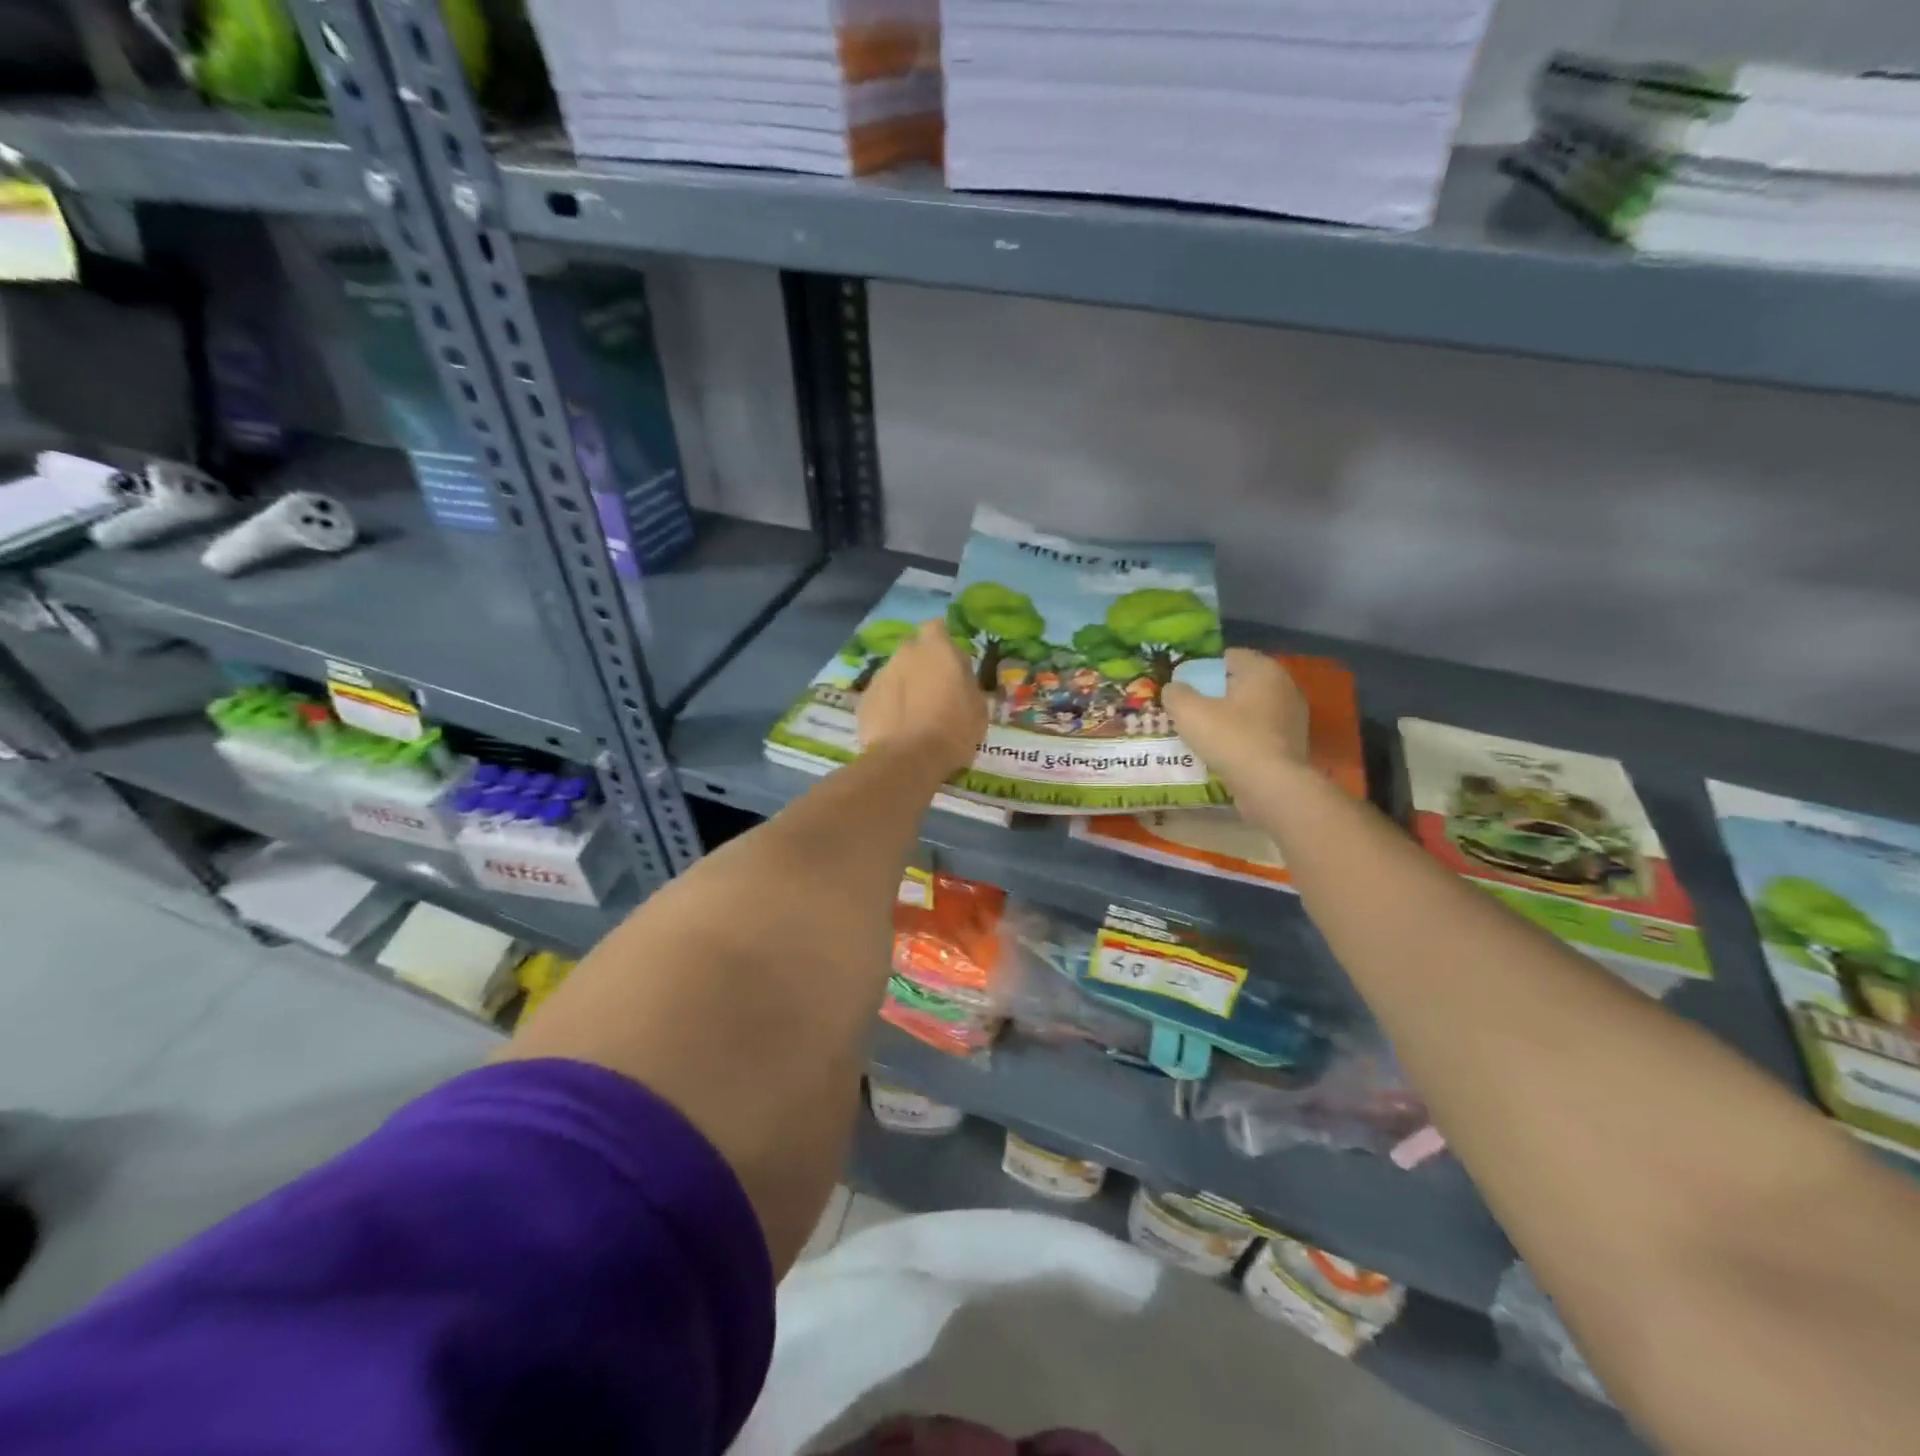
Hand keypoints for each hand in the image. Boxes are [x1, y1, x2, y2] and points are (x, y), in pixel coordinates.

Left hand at [858, 620, 987, 776]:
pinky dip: (889, 707)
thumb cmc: (953, 729)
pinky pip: (881, 697)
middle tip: (935, 692)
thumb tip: (957, 676)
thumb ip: (966, 682)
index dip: (944, 643)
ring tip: (915, 716)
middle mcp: (905, 654)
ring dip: (905, 686)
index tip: (952, 663)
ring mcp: (880, 676)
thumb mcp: (978, 706)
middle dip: (923, 665)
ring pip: (896, 674)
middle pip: (914, 651)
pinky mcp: (864, 700)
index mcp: (936, 648)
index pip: (938, 628)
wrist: (908, 759)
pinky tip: (898, 729)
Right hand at [1163, 648, 1310, 783]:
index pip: (1229, 656)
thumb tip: (1174, 688)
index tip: (1186, 686)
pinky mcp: (1294, 744)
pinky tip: (1226, 751)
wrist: (1271, 786)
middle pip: (1242, 683)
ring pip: (1252, 708)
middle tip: (1192, 709)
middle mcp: (1284, 686)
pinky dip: (1244, 737)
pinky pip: (1261, 732)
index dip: (1204, 668)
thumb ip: (1176, 694)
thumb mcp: (1189, 712)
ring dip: (1231, 716)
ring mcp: (1293, 716)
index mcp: (1262, 670)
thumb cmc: (1231, 739)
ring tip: (1205, 732)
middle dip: (1217, 693)